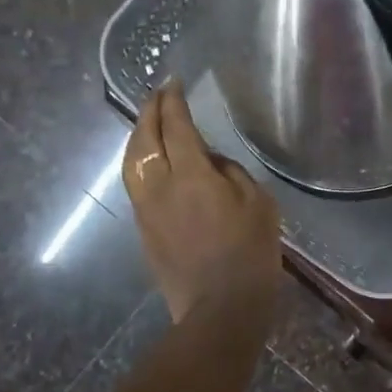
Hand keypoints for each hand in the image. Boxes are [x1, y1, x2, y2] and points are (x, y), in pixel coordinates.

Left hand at [122, 82, 281, 322]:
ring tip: (147, 124)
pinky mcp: (143, 229)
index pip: (176, 127)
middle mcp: (160, 186)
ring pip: (131, 161)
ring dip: (137, 136)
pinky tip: (149, 161)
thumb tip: (212, 162)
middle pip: (144, 139)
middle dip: (149, 112)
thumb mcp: (259, 205)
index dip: (173, 102)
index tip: (173, 83)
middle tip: (156, 96)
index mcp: (192, 176)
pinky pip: (135, 183)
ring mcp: (146, 209)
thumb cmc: (250, 254)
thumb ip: (233, 173)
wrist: (220, 307)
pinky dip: (139, 161)